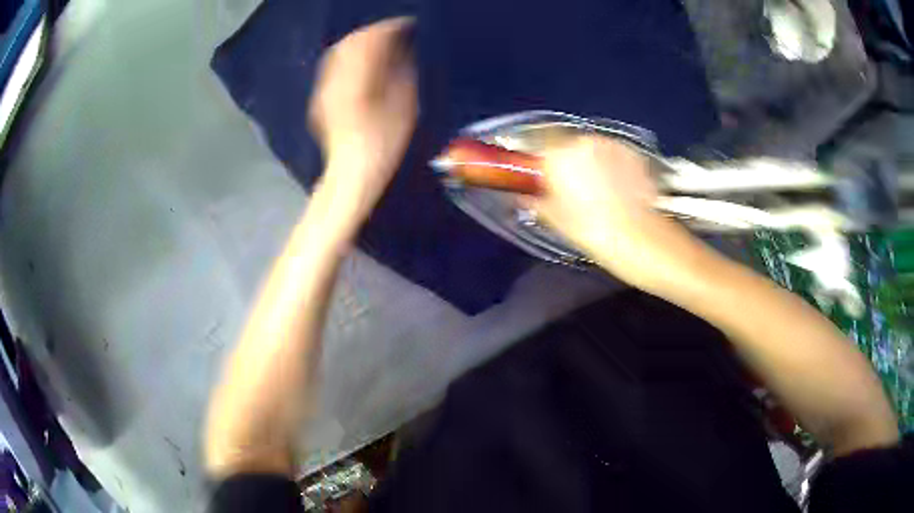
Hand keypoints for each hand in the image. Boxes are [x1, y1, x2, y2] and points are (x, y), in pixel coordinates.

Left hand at [309, 17, 417, 219]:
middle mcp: (336, 78)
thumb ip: (402, 71)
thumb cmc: (385, 143)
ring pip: (339, 52)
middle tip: (394, 33)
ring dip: (360, 43)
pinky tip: (361, 63)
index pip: (372, 40)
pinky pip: (333, 67)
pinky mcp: (322, 98)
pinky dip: (349, 58)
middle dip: (373, 32)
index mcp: (358, 78)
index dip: (390, 28)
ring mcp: (325, 89)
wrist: (353, 172)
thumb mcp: (404, 105)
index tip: (406, 25)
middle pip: (351, 42)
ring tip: (379, 45)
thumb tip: (402, 50)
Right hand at [529, 137, 710, 292]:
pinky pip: (612, 155)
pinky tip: (615, 190)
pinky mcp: (633, 154)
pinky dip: (609, 166)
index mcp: (560, 155)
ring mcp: (613, 145)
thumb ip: (536, 201)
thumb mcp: (557, 220)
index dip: (537, 155)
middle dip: (564, 160)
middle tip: (568, 187)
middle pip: (566, 143)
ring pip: (591, 148)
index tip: (537, 171)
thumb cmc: (594, 232)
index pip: (537, 139)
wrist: (644, 241)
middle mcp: (585, 141)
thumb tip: (524, 195)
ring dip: (588, 162)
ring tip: (596, 191)